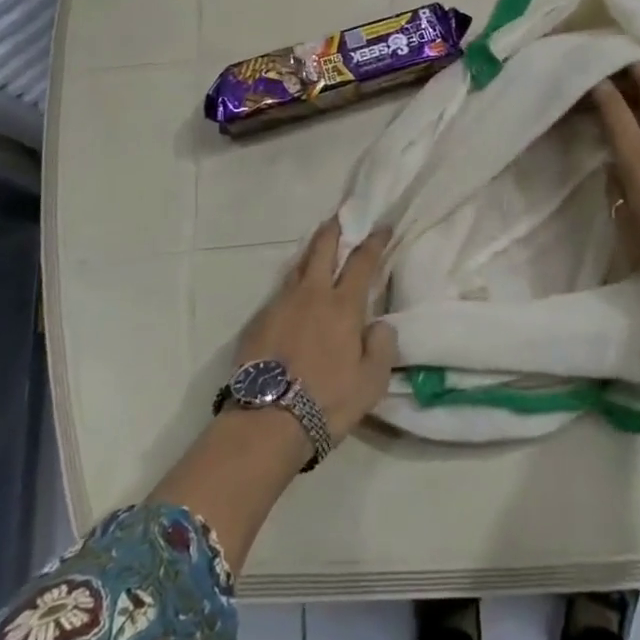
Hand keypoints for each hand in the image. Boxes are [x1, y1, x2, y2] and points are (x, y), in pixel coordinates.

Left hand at [233, 219, 397, 445]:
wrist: (267, 422)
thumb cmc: (327, 401)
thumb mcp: (371, 382)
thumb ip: (382, 347)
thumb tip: (380, 325)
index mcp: (343, 305)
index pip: (362, 261)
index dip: (374, 241)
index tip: (382, 226)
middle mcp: (311, 295)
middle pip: (322, 249)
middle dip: (333, 230)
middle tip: (340, 217)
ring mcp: (280, 305)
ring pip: (297, 267)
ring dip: (310, 253)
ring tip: (316, 250)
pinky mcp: (257, 322)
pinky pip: (279, 294)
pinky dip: (291, 286)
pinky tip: (293, 297)